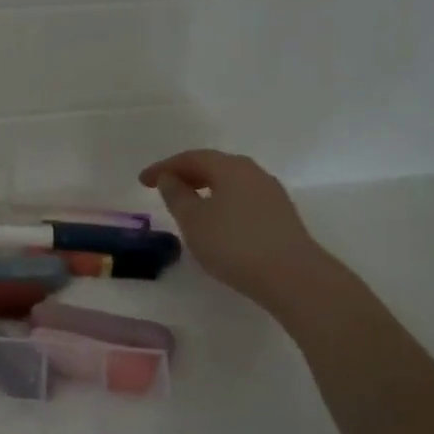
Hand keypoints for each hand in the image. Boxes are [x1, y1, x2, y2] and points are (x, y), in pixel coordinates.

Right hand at [139, 149, 334, 316]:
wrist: (291, 275)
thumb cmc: (233, 243)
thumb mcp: (193, 220)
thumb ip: (176, 195)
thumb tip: (169, 178)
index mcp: (231, 167)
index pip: (192, 158)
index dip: (164, 167)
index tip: (142, 181)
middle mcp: (254, 173)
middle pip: (215, 166)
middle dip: (187, 174)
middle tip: (164, 188)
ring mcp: (271, 194)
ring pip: (231, 183)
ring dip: (205, 189)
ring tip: (187, 206)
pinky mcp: (280, 216)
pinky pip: (243, 199)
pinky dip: (222, 203)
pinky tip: (215, 222)